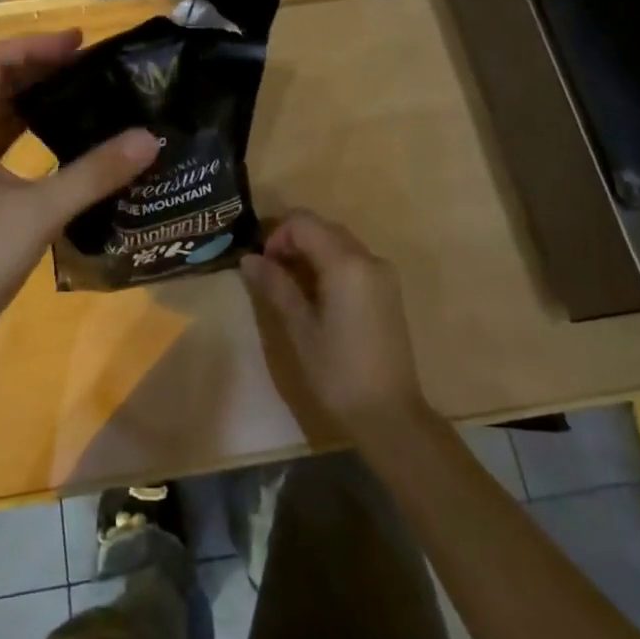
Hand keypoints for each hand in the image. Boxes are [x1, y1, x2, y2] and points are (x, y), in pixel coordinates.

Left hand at [0, 30, 158, 342]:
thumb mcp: (42, 211)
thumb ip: (95, 173)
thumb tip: (148, 139)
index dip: (33, 46)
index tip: (78, 44)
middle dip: (38, 67)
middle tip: (87, 63)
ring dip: (34, 97)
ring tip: (80, 91)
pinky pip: (1, 142)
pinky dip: (30, 129)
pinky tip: (61, 139)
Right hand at [240, 210, 429, 438]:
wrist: (390, 415)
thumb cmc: (338, 372)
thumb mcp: (300, 328)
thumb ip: (276, 286)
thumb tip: (249, 259)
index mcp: (347, 263)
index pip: (304, 223)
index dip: (277, 235)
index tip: (263, 264)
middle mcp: (369, 258)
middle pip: (323, 228)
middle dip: (293, 241)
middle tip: (270, 273)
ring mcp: (383, 274)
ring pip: (339, 243)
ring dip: (311, 252)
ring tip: (289, 285)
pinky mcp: (388, 291)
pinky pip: (353, 261)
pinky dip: (330, 264)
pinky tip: (316, 295)